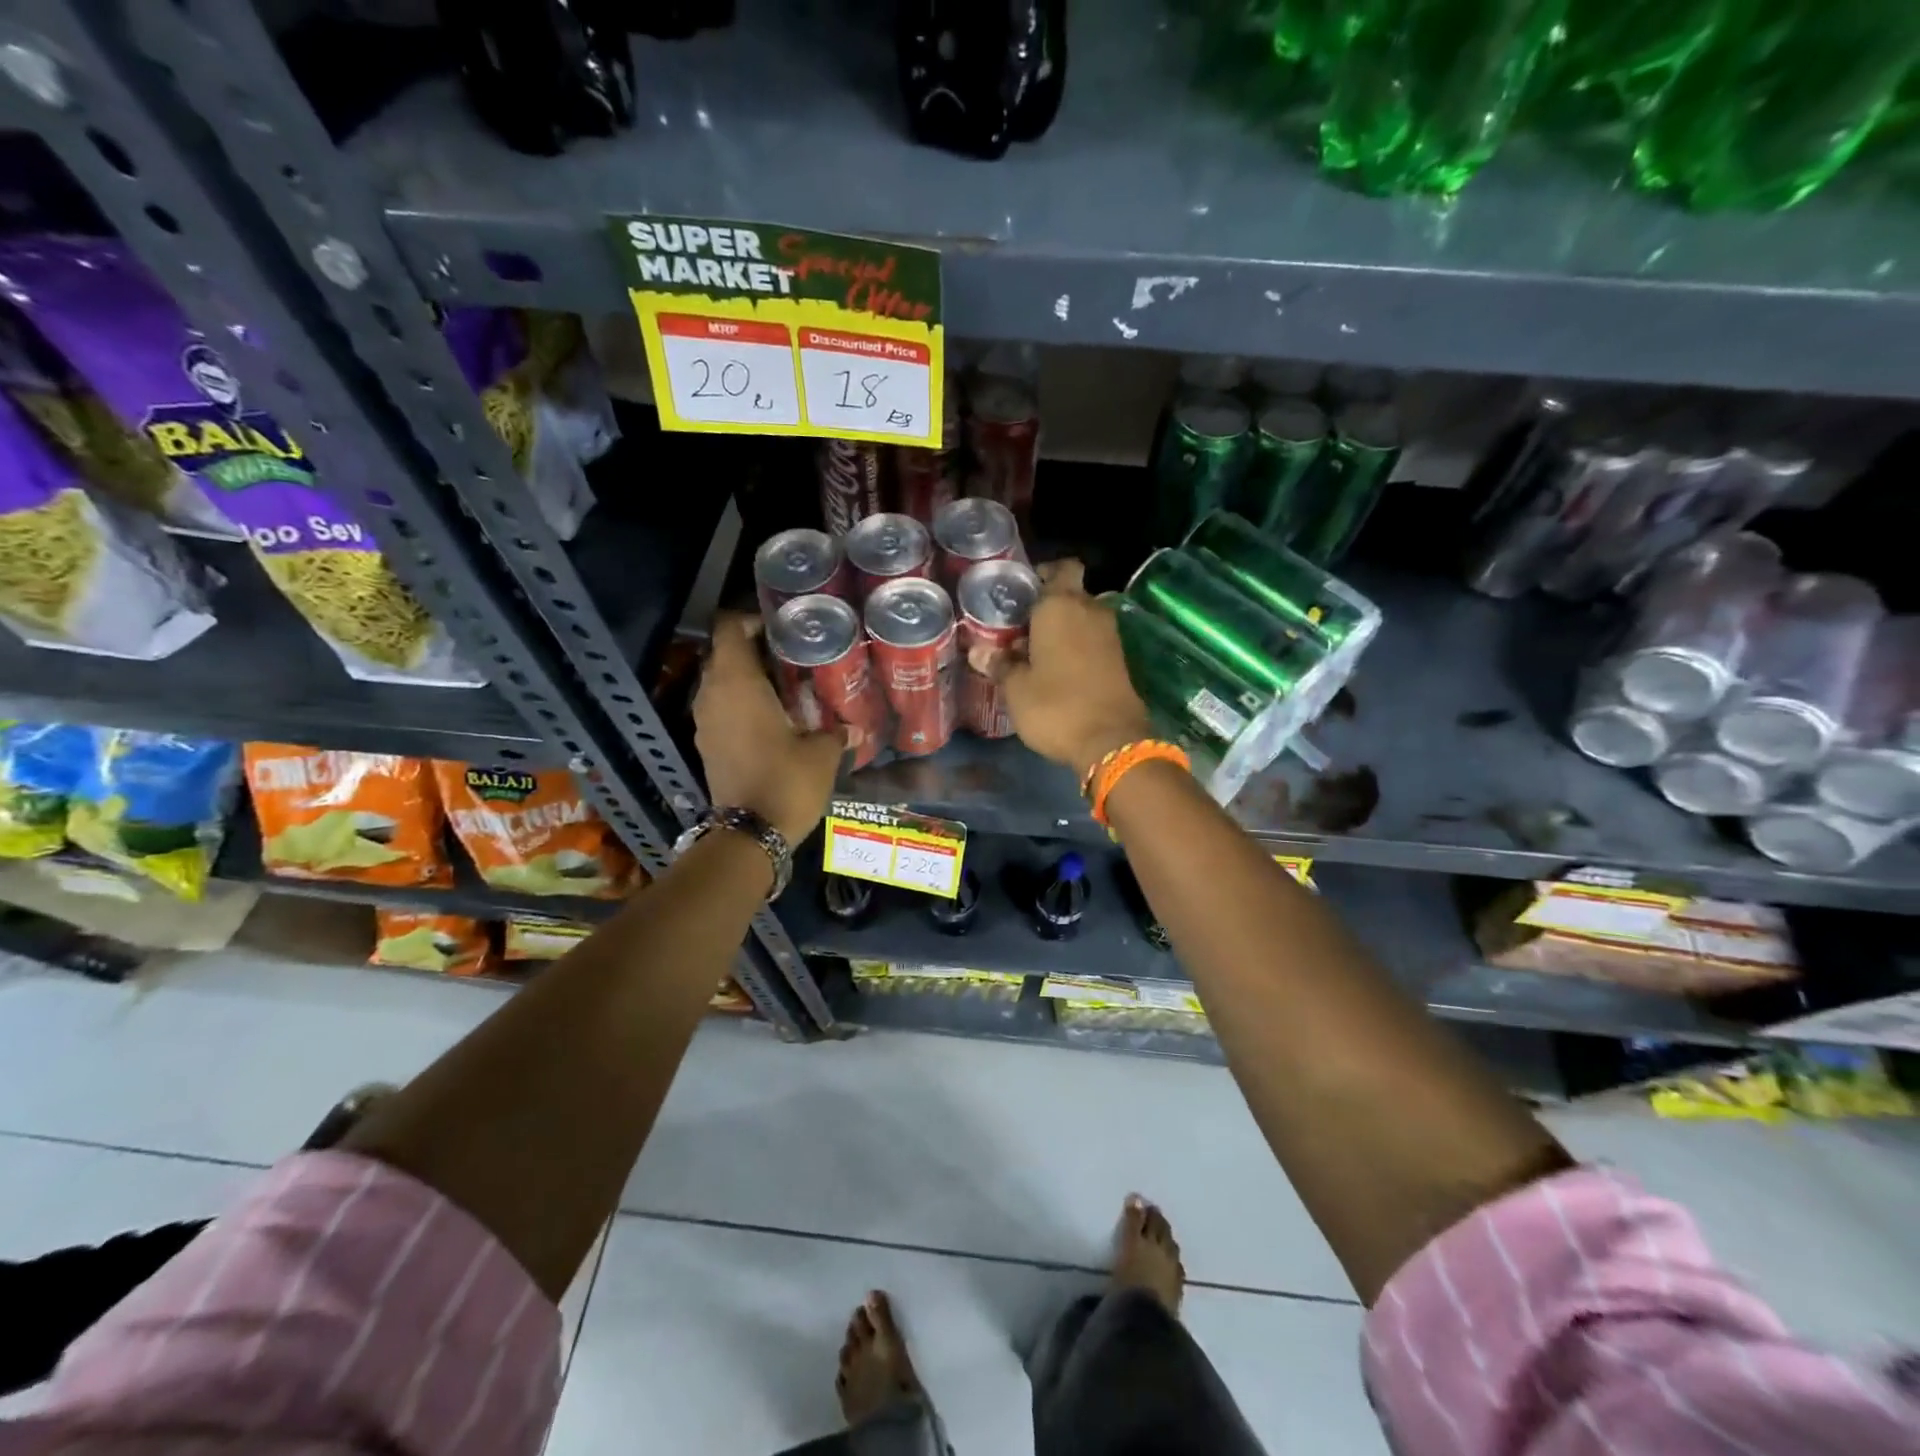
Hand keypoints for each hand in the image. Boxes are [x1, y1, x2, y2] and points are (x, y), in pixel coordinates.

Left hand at [693, 614, 845, 844]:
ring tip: (785, 687)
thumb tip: (854, 729)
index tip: (780, 627)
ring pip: (721, 683)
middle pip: (724, 654)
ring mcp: (705, 722)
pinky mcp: (707, 745)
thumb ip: (837, 733)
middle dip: (753, 650)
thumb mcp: (822, 754)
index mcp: (738, 684)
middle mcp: (713, 695)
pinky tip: (772, 718)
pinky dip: (740, 705)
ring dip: (746, 679)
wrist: (749, 835)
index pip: (729, 629)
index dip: (750, 620)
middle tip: (791, 656)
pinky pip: (721, 709)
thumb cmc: (786, 781)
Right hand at [994, 560, 1155, 779]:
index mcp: (1061, 606)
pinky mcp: (1119, 660)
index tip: (1022, 592)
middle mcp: (1090, 611)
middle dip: (1048, 606)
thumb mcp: (1016, 688)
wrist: (1111, 741)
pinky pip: (1093, 641)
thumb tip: (979, 651)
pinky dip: (1077, 648)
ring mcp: (1110, 636)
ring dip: (1063, 629)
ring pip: (1083, 619)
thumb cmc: (1055, 705)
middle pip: (1070, 594)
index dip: (1044, 574)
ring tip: (1033, 651)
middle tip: (1019, 627)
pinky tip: (1055, 670)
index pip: (1061, 568)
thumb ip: (1000, 664)